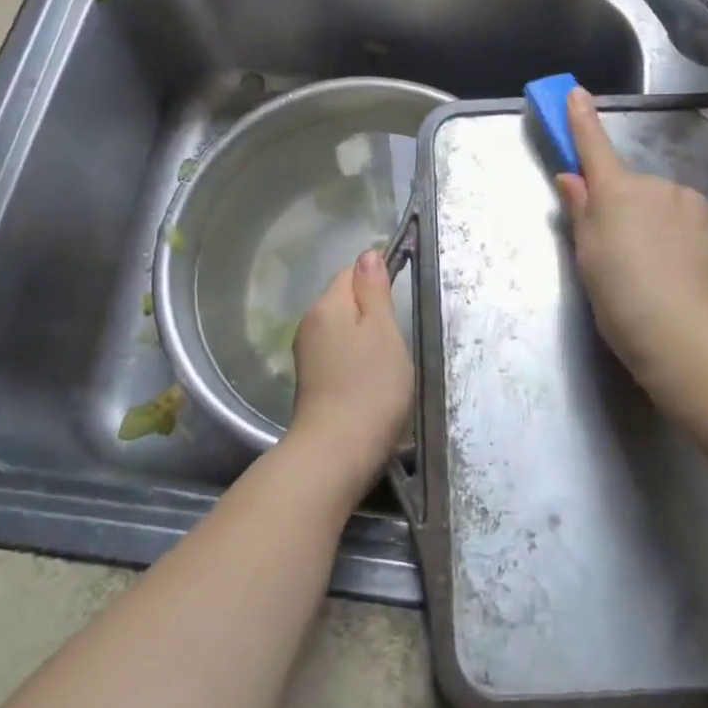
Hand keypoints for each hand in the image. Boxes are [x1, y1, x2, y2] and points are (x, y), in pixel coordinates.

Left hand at [287, 250, 414, 489]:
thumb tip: (368, 253)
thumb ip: (374, 290)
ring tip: (387, 361)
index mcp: (327, 305)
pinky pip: (337, 351)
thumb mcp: (383, 331)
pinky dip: (355, 358)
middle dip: (371, 310)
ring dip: (364, 336)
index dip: (377, 278)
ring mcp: (307, 353)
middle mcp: (310, 323)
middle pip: (344, 299)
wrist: (336, 453)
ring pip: (342, 327)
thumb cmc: (371, 387)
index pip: (351, 271)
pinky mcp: (310, 380)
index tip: (400, 299)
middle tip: (397, 336)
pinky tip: (370, 379)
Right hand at [555, 88, 707, 393]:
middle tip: (636, 259)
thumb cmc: (621, 299)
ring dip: (674, 231)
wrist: (687, 334)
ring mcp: (699, 203)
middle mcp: (658, 187)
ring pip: (679, 210)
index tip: (576, 92)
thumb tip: (571, 178)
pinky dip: (704, 246)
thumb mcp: (588, 259)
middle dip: (640, 213)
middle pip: (643, 192)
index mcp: (617, 194)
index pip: (594, 150)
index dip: (582, 121)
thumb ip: (582, 212)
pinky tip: (702, 278)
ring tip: (674, 277)